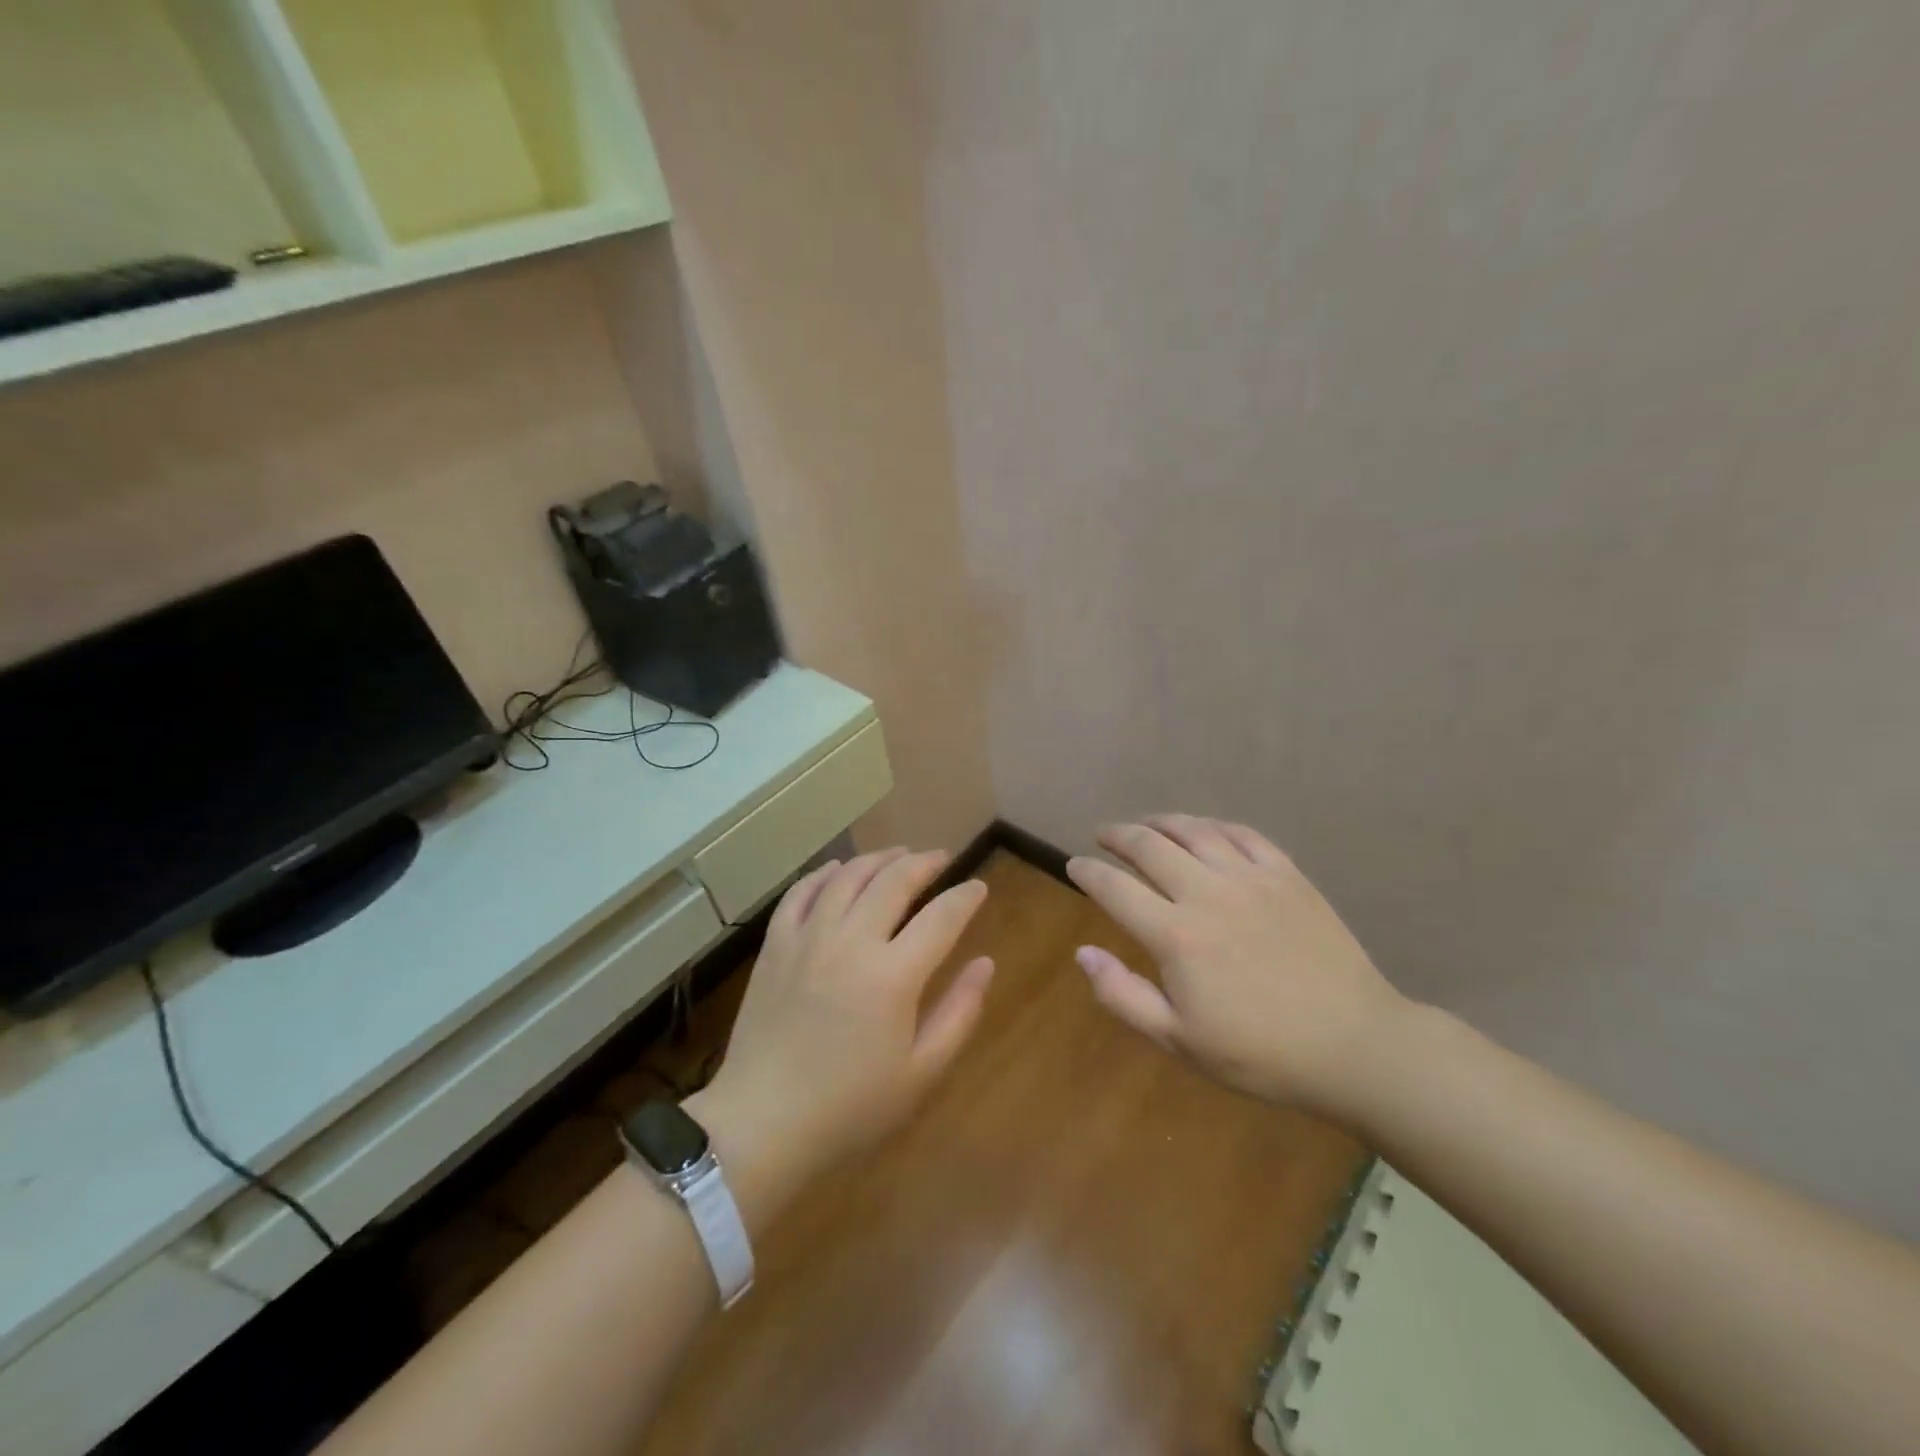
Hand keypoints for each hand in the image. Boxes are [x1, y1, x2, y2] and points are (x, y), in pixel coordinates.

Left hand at [694, 849, 994, 1209]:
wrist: (761, 1123)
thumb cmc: (850, 1106)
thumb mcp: (920, 1072)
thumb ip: (959, 1012)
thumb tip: (985, 963)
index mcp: (893, 975)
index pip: (941, 917)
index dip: (965, 897)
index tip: (978, 887)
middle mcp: (852, 941)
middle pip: (894, 881)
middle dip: (924, 863)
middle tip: (941, 859)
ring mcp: (808, 938)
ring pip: (849, 876)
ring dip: (879, 859)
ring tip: (898, 854)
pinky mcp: (775, 945)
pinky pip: (802, 892)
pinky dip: (825, 874)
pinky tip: (838, 870)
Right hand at [1066, 815, 1407, 1117]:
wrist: (1354, 1046)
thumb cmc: (1260, 1053)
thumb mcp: (1179, 1040)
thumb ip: (1123, 995)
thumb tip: (1082, 953)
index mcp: (1176, 935)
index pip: (1115, 888)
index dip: (1088, 872)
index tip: (1074, 865)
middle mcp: (1207, 893)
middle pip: (1149, 846)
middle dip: (1118, 835)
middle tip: (1103, 836)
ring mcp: (1250, 878)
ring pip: (1193, 830)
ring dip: (1160, 822)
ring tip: (1145, 825)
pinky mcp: (1287, 874)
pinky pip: (1241, 834)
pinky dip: (1212, 825)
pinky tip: (1203, 829)